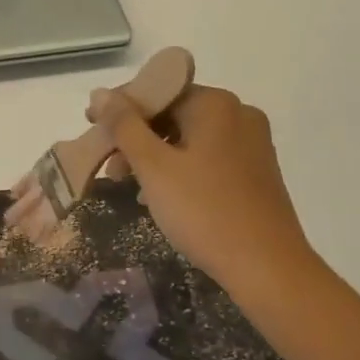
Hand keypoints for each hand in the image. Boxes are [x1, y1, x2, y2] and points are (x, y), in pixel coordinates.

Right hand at [89, 84, 317, 294]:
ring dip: (156, 155)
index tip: (91, 127)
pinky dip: (181, 168)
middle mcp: (239, 113)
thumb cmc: (204, 211)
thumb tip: (99, 93)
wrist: (268, 268)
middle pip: (174, 113)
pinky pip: (209, 157)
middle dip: (137, 137)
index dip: (120, 108)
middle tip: (110, 166)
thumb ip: (124, 126)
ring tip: (130, 185)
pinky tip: (163, 196)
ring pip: (190, 137)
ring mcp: (252, 143)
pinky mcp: (257, 171)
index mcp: (215, 103)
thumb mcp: (154, 167)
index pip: (157, 91)